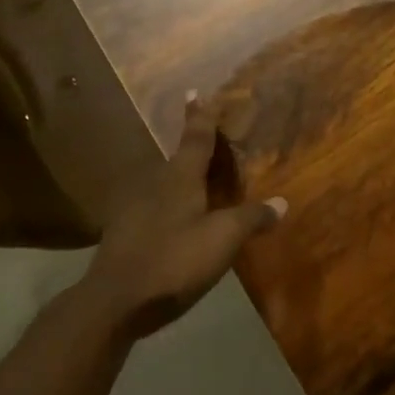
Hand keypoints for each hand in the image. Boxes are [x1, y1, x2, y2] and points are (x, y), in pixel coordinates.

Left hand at [82, 94, 284, 341]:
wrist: (112, 303)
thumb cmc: (173, 260)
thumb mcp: (223, 239)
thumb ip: (252, 219)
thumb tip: (282, 202)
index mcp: (180, 177)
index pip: (195, 138)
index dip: (200, 116)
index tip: (194, 92)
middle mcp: (155, 184)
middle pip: (178, 159)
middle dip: (193, 150)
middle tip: (211, 145)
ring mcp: (134, 209)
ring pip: (164, 184)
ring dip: (180, 181)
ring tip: (197, 185)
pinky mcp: (123, 234)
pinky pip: (153, 208)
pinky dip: (168, 208)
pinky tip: (175, 224)